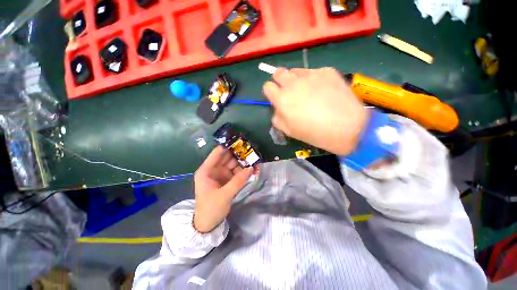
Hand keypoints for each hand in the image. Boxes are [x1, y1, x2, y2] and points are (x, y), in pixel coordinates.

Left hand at [193, 146, 253, 232]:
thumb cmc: (211, 208)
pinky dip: (245, 171)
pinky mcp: (227, 180)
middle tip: (253, 152)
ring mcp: (222, 174)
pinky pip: (237, 172)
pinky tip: (253, 171)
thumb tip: (251, 168)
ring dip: (245, 163)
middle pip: (228, 157)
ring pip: (234, 164)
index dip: (229, 146)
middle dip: (240, 155)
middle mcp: (214, 169)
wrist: (208, 224)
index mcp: (207, 170)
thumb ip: (238, 181)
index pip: (218, 153)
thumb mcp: (224, 195)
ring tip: (256, 162)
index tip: (242, 142)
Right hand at [263, 67, 367, 155]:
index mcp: (282, 99)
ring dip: (296, 79)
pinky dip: (314, 79)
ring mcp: (311, 75)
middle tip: (288, 91)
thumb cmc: (314, 133)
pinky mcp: (327, 71)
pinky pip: (314, 72)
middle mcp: (293, 83)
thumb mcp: (289, 131)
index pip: (267, 86)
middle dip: (280, 81)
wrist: (346, 127)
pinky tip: (322, 90)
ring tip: (306, 90)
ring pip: (295, 71)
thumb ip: (277, 118)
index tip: (276, 97)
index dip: (270, 92)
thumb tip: (277, 108)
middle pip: (278, 73)